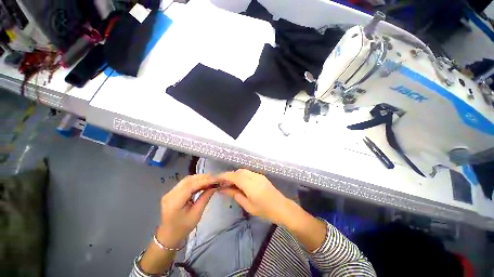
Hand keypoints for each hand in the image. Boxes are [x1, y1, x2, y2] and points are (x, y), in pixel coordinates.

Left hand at [157, 174, 216, 247]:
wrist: (168, 236)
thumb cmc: (183, 228)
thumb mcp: (196, 214)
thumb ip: (205, 198)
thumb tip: (214, 186)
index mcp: (175, 202)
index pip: (191, 186)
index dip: (204, 181)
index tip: (215, 180)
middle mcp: (171, 194)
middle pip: (188, 180)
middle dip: (202, 177)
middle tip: (214, 178)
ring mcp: (170, 192)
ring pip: (187, 180)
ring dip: (199, 178)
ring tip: (210, 179)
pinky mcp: (172, 192)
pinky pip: (185, 183)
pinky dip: (195, 181)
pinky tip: (202, 182)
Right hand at [218, 169, 289, 224]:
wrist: (282, 208)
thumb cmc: (265, 210)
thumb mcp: (248, 205)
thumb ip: (236, 195)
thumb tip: (224, 189)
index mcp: (250, 185)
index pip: (234, 176)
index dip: (224, 176)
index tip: (215, 179)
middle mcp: (254, 176)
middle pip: (238, 172)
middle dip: (229, 176)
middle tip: (223, 184)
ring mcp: (258, 175)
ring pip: (243, 171)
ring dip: (235, 175)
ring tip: (230, 184)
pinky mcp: (261, 176)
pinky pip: (248, 173)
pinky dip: (241, 176)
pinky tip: (240, 183)